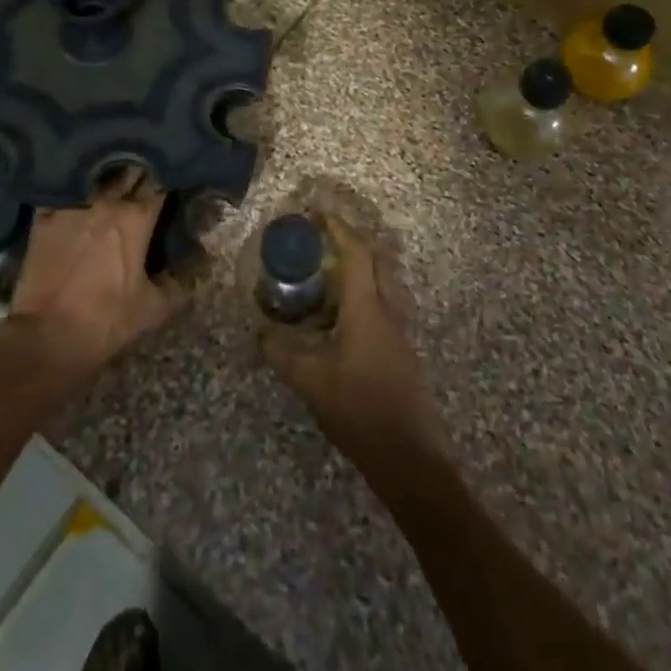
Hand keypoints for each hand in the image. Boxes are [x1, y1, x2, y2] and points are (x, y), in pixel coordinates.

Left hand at [7, 170, 187, 383]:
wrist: (46, 337)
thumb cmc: (105, 321)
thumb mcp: (153, 309)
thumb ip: (179, 283)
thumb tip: (202, 262)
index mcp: (136, 218)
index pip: (159, 183)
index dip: (167, 175)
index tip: (172, 174)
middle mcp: (106, 202)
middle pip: (128, 170)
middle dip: (139, 167)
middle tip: (146, 168)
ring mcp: (71, 206)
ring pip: (95, 175)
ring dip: (107, 172)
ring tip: (114, 170)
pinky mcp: (43, 217)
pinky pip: (60, 189)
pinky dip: (71, 185)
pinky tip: (75, 184)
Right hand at [259, 219, 445, 457]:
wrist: (409, 457)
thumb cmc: (360, 409)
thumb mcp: (311, 381)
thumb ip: (282, 354)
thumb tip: (261, 333)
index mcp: (368, 308)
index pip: (356, 253)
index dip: (338, 228)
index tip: (317, 214)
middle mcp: (388, 311)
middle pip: (376, 261)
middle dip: (352, 242)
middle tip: (321, 241)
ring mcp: (399, 332)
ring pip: (383, 284)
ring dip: (359, 270)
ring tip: (326, 276)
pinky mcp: (401, 351)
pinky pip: (383, 306)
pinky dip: (363, 296)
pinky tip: (340, 318)